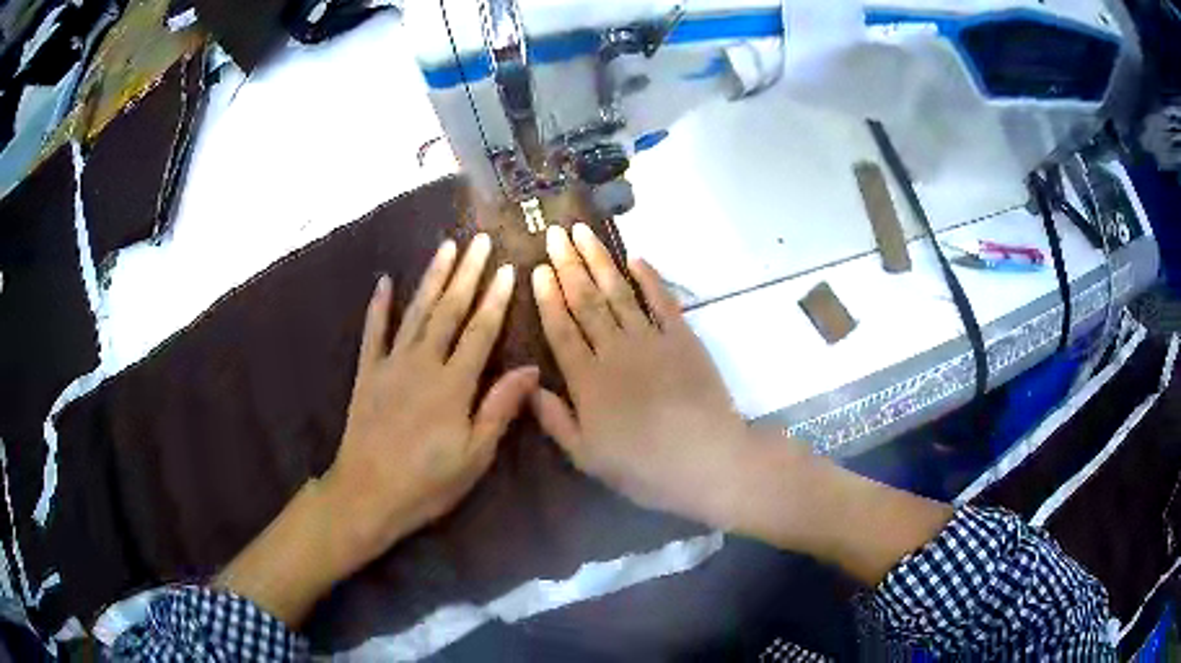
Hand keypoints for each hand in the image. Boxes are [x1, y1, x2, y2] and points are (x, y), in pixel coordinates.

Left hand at [218, 236, 537, 626]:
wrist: (367, 494)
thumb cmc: (427, 482)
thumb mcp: (474, 456)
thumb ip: (500, 409)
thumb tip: (530, 369)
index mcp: (453, 385)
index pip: (480, 332)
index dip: (496, 299)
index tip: (508, 269)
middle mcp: (422, 364)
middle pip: (449, 311)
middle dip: (467, 274)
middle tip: (480, 240)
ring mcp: (390, 365)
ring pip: (415, 312)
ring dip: (431, 277)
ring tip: (446, 247)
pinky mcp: (367, 373)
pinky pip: (373, 333)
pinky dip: (378, 306)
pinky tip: (384, 282)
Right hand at [529, 224, 749, 524]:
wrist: (706, 460)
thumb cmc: (642, 466)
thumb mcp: (586, 456)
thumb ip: (555, 419)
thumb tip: (526, 386)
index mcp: (587, 380)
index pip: (561, 328)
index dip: (548, 297)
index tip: (538, 267)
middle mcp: (614, 350)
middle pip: (586, 300)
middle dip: (568, 265)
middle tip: (554, 233)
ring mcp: (651, 339)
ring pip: (618, 292)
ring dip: (600, 260)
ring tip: (583, 232)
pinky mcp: (683, 338)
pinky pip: (662, 301)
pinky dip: (649, 278)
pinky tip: (636, 258)